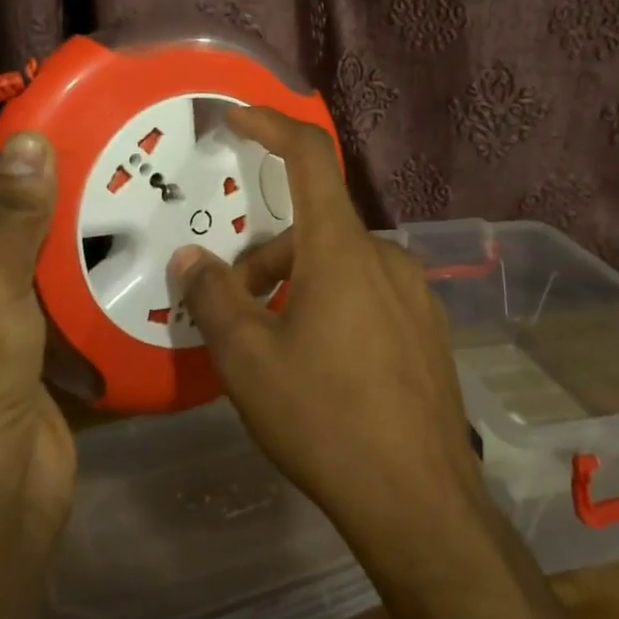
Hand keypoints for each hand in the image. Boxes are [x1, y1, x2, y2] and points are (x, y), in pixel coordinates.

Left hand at [0, 132, 75, 555]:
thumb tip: (29, 141)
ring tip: (98, 170)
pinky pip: (38, 289)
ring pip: (5, 250)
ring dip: (41, 217)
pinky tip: (112, 233)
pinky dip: (66, 263)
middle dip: (0, 174)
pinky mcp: (15, 345)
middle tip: (63, 132)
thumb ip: (10, 214)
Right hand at [168, 108, 485, 548]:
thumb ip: (214, 299)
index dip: (271, 125)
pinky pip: (367, 295)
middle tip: (232, 310)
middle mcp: (386, 258)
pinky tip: (321, 368)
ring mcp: (414, 295)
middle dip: (265, 257)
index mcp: (342, 250)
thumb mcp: (248, 360)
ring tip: (271, 349)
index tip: (236, 117)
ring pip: (340, 266)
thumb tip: (191, 261)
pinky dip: (331, 306)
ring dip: (296, 286)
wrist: (419, 501)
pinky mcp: (426, 330)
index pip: (310, 158)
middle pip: (314, 229)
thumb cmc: (324, 419)